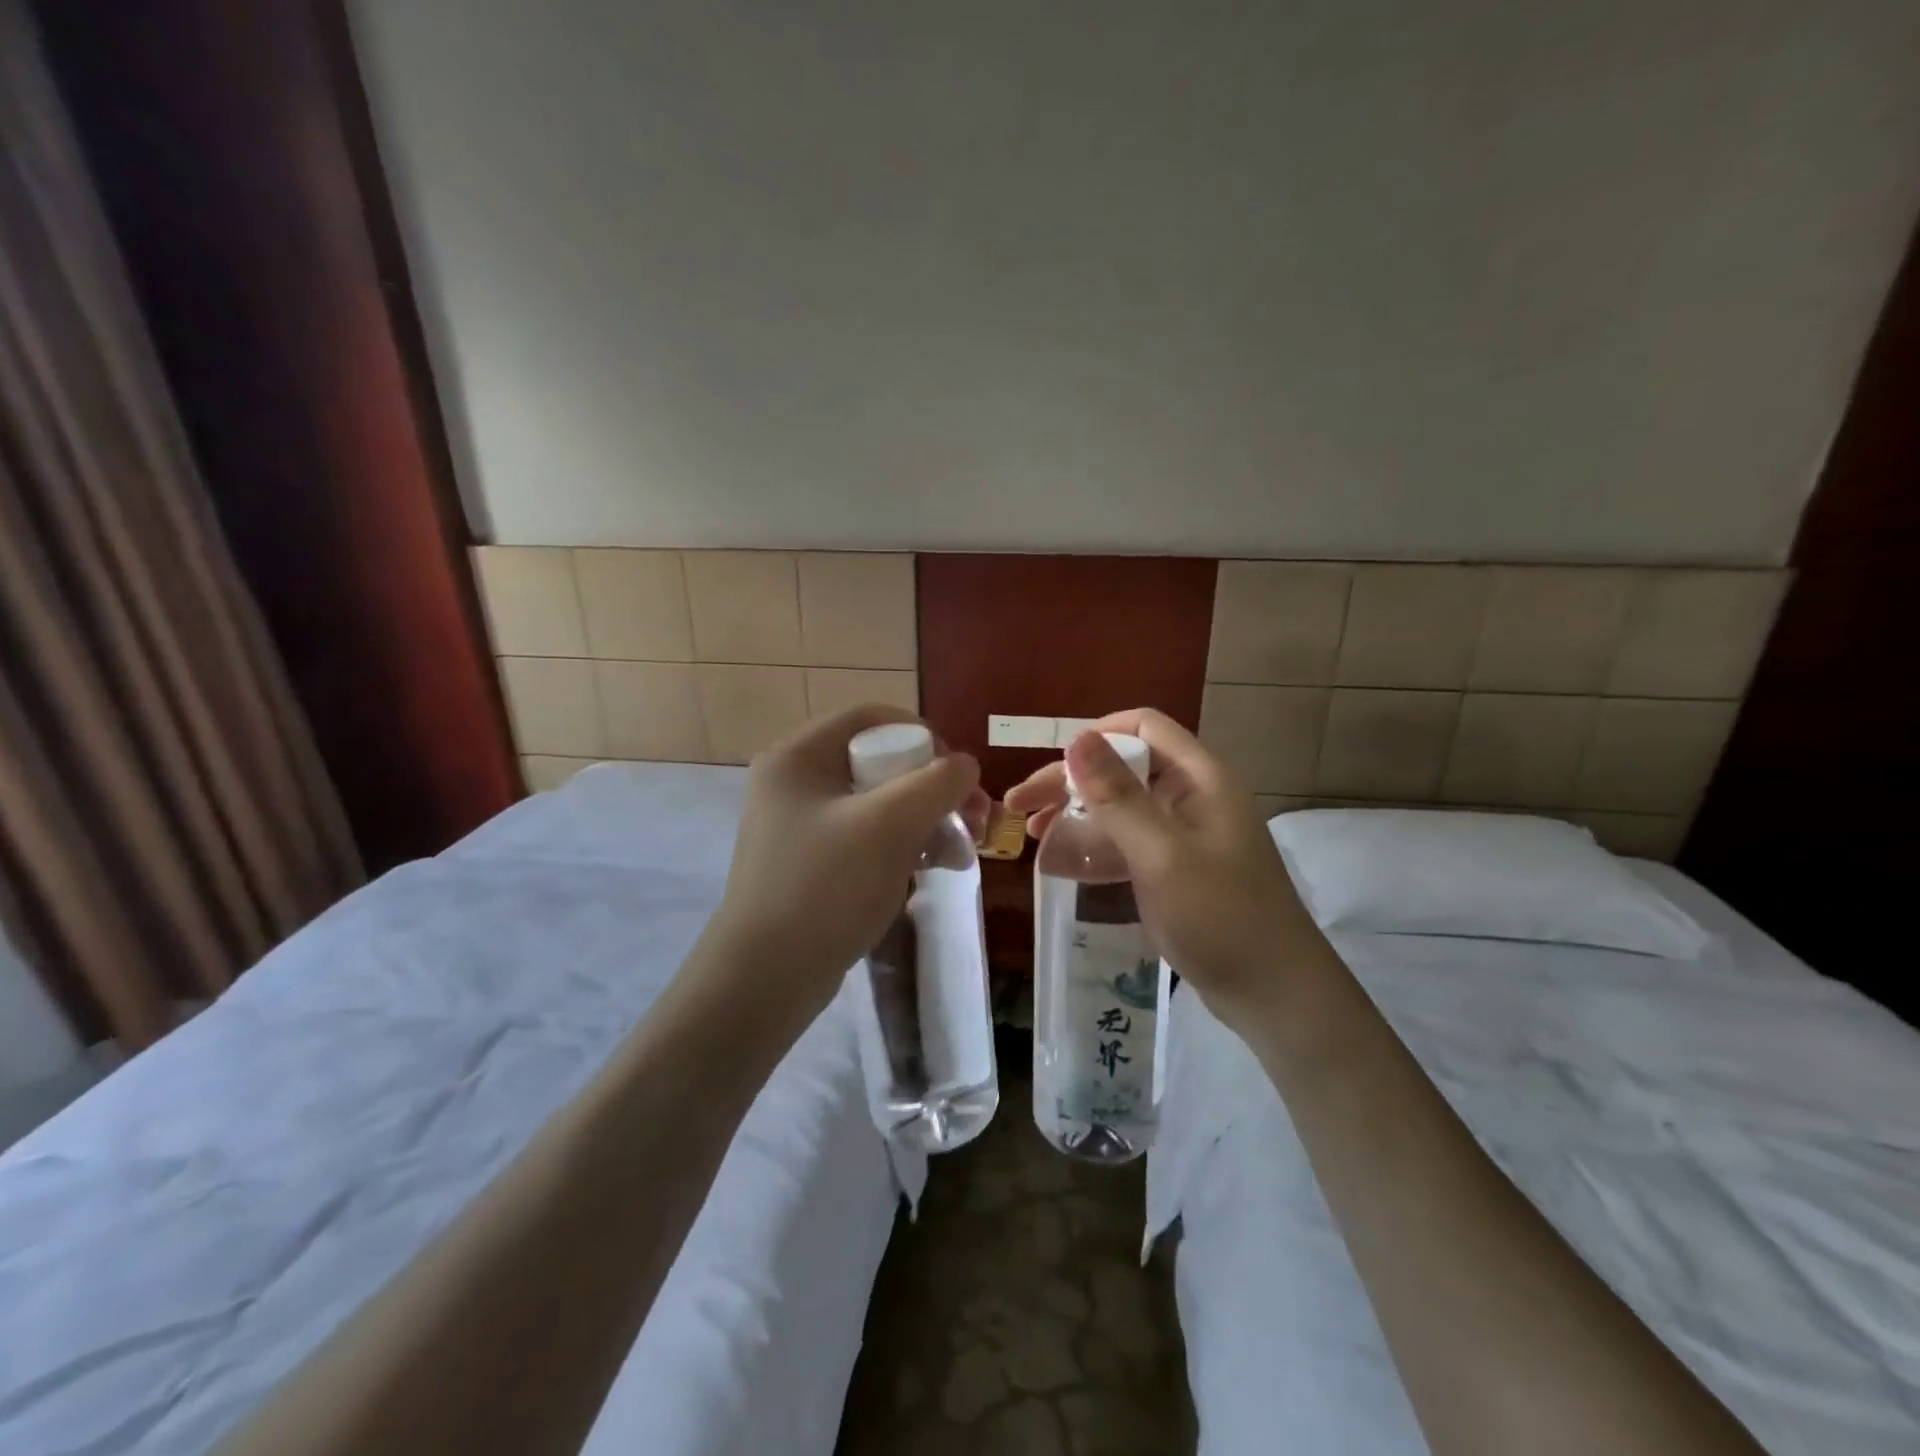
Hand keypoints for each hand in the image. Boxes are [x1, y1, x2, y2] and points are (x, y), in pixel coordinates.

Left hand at [704, 705, 984, 1027]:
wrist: (768, 978)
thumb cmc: (825, 887)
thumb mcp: (889, 825)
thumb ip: (936, 783)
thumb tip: (965, 765)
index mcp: (799, 756)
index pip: (870, 718)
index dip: (922, 734)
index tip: (958, 770)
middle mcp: (796, 782)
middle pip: (880, 763)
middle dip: (933, 789)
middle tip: (974, 818)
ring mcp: (802, 825)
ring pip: (880, 804)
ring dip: (927, 821)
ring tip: (961, 854)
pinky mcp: (813, 862)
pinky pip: (868, 838)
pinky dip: (904, 847)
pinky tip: (936, 870)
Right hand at [1005, 708, 1323, 1026]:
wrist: (1274, 995)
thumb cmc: (1221, 917)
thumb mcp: (1162, 854)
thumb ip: (1118, 796)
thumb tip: (1077, 739)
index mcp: (1200, 779)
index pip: (1143, 727)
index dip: (1095, 736)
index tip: (1052, 768)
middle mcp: (1192, 797)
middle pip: (1124, 768)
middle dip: (1070, 781)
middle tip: (1020, 805)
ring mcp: (1184, 835)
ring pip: (1121, 807)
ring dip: (1076, 814)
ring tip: (1032, 833)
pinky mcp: (1175, 869)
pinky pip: (1127, 844)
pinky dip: (1094, 847)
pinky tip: (1060, 863)